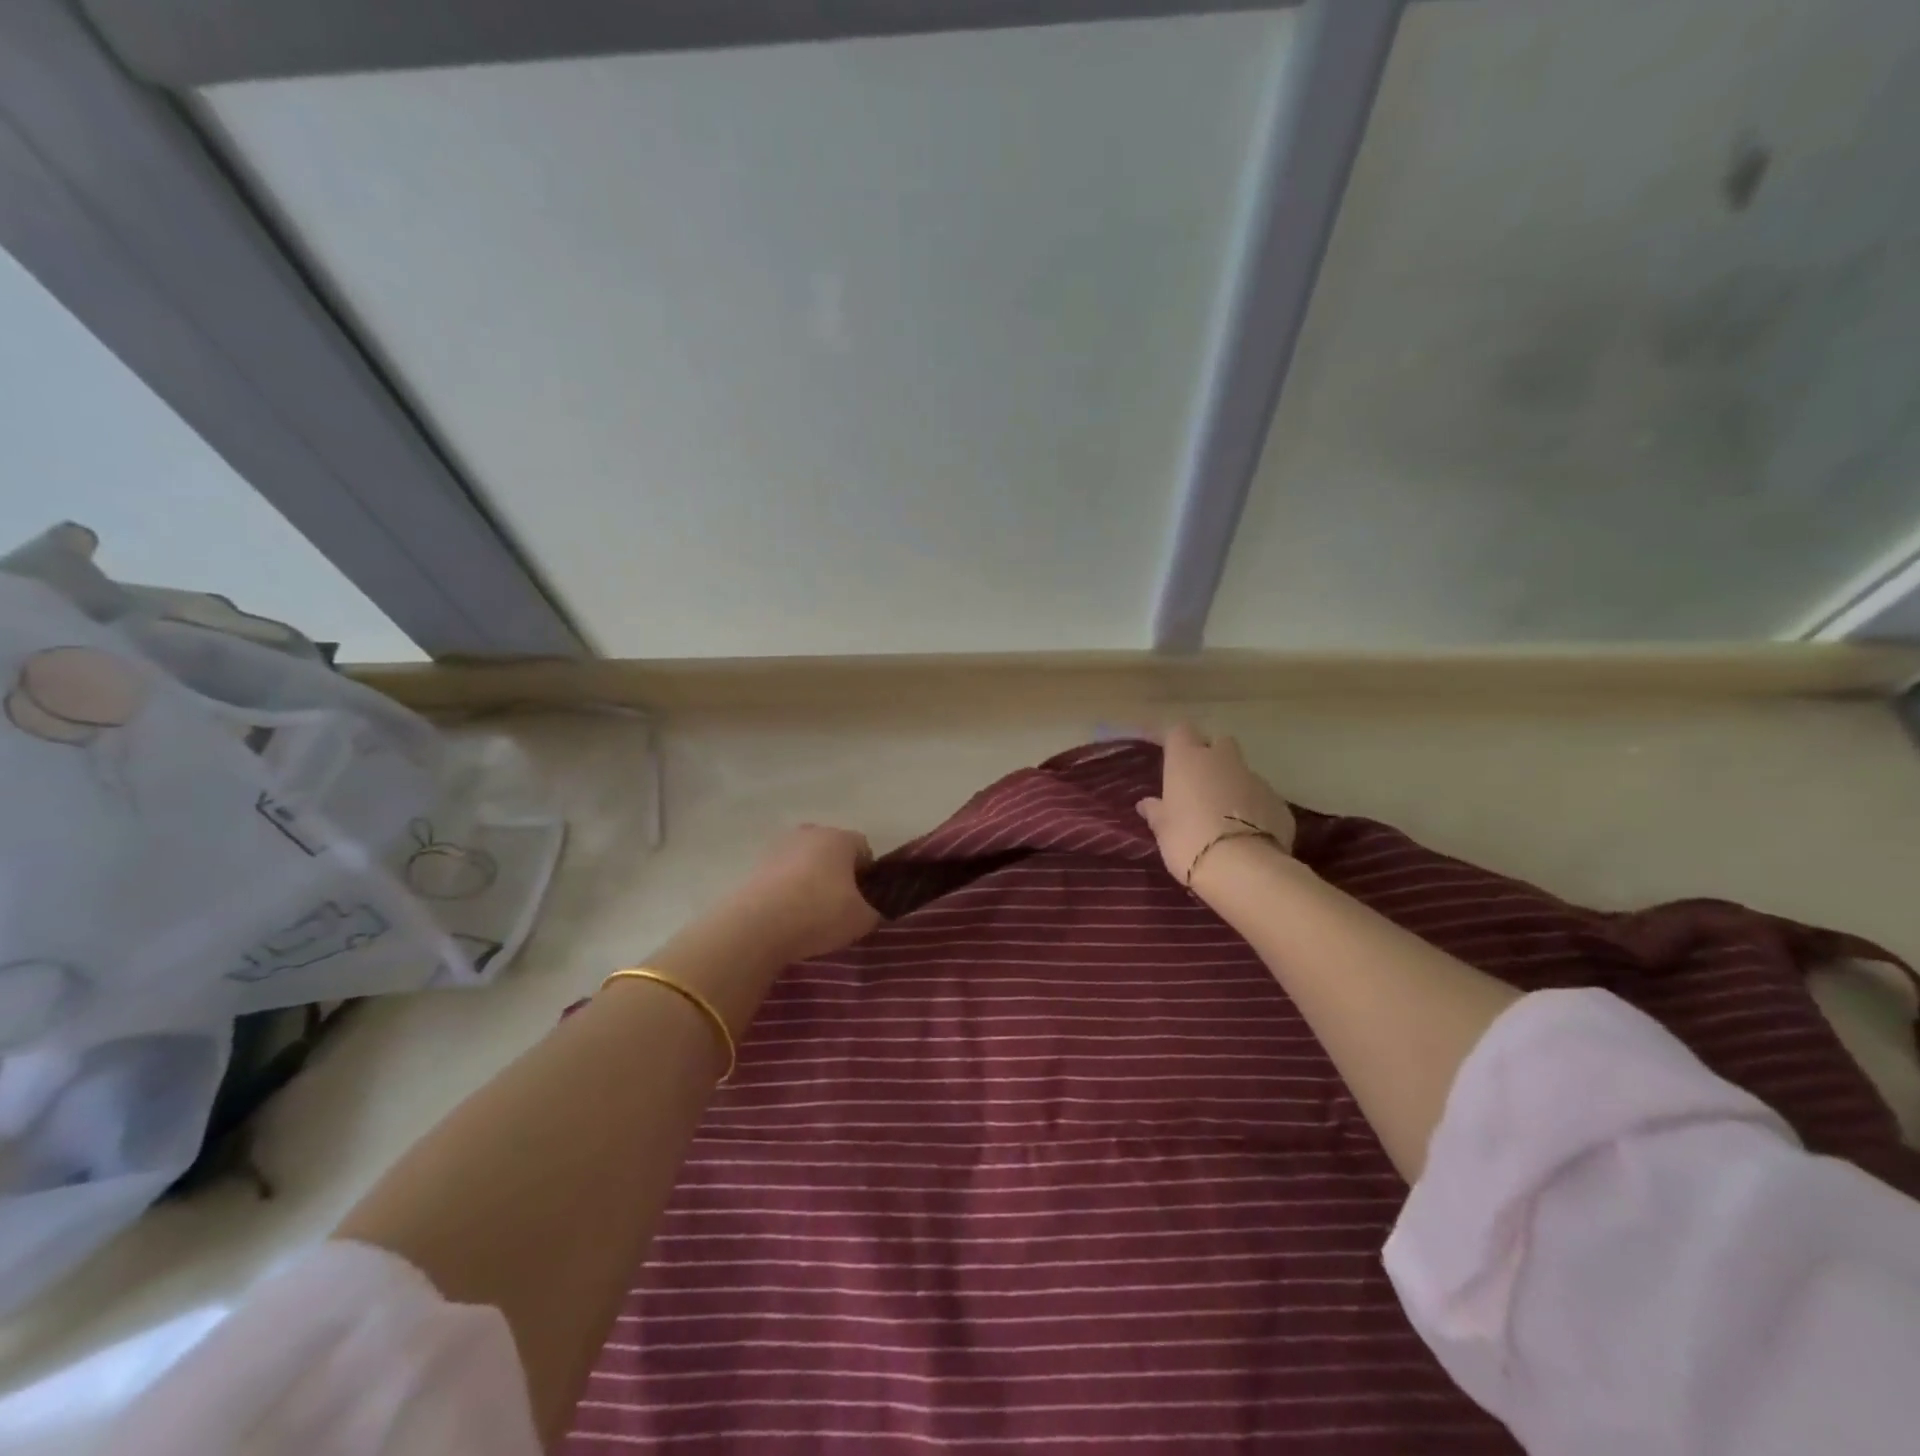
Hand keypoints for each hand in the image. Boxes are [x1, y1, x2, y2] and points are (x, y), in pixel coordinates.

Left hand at [722, 824, 880, 964]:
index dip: (867, 873)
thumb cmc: (820, 913)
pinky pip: (782, 875)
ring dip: (810, 879)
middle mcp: (810, 833)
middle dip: (837, 872)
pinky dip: (787, 889)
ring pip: (804, 861)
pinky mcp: (756, 865)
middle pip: (831, 850)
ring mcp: (779, 847)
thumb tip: (869, 912)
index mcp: (839, 838)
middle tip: (839, 904)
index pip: (863, 847)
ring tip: (809, 913)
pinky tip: (787, 915)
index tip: (864, 898)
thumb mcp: (862, 920)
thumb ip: (874, 912)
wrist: (758, 925)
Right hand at [1136, 724, 1295, 887]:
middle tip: (1200, 783)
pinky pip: (1262, 798)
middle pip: (1219, 742)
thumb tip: (1147, 804)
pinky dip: (1254, 809)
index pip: (1180, 731)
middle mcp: (1223, 760)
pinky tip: (1247, 833)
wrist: (1242, 868)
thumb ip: (1156, 812)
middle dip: (1212, 756)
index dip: (1176, 742)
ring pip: (1243, 772)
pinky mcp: (1279, 803)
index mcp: (1188, 760)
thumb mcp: (1163, 829)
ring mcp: (1256, 779)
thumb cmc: (1188, 841)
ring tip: (1224, 815)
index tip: (1170, 757)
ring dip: (1233, 785)